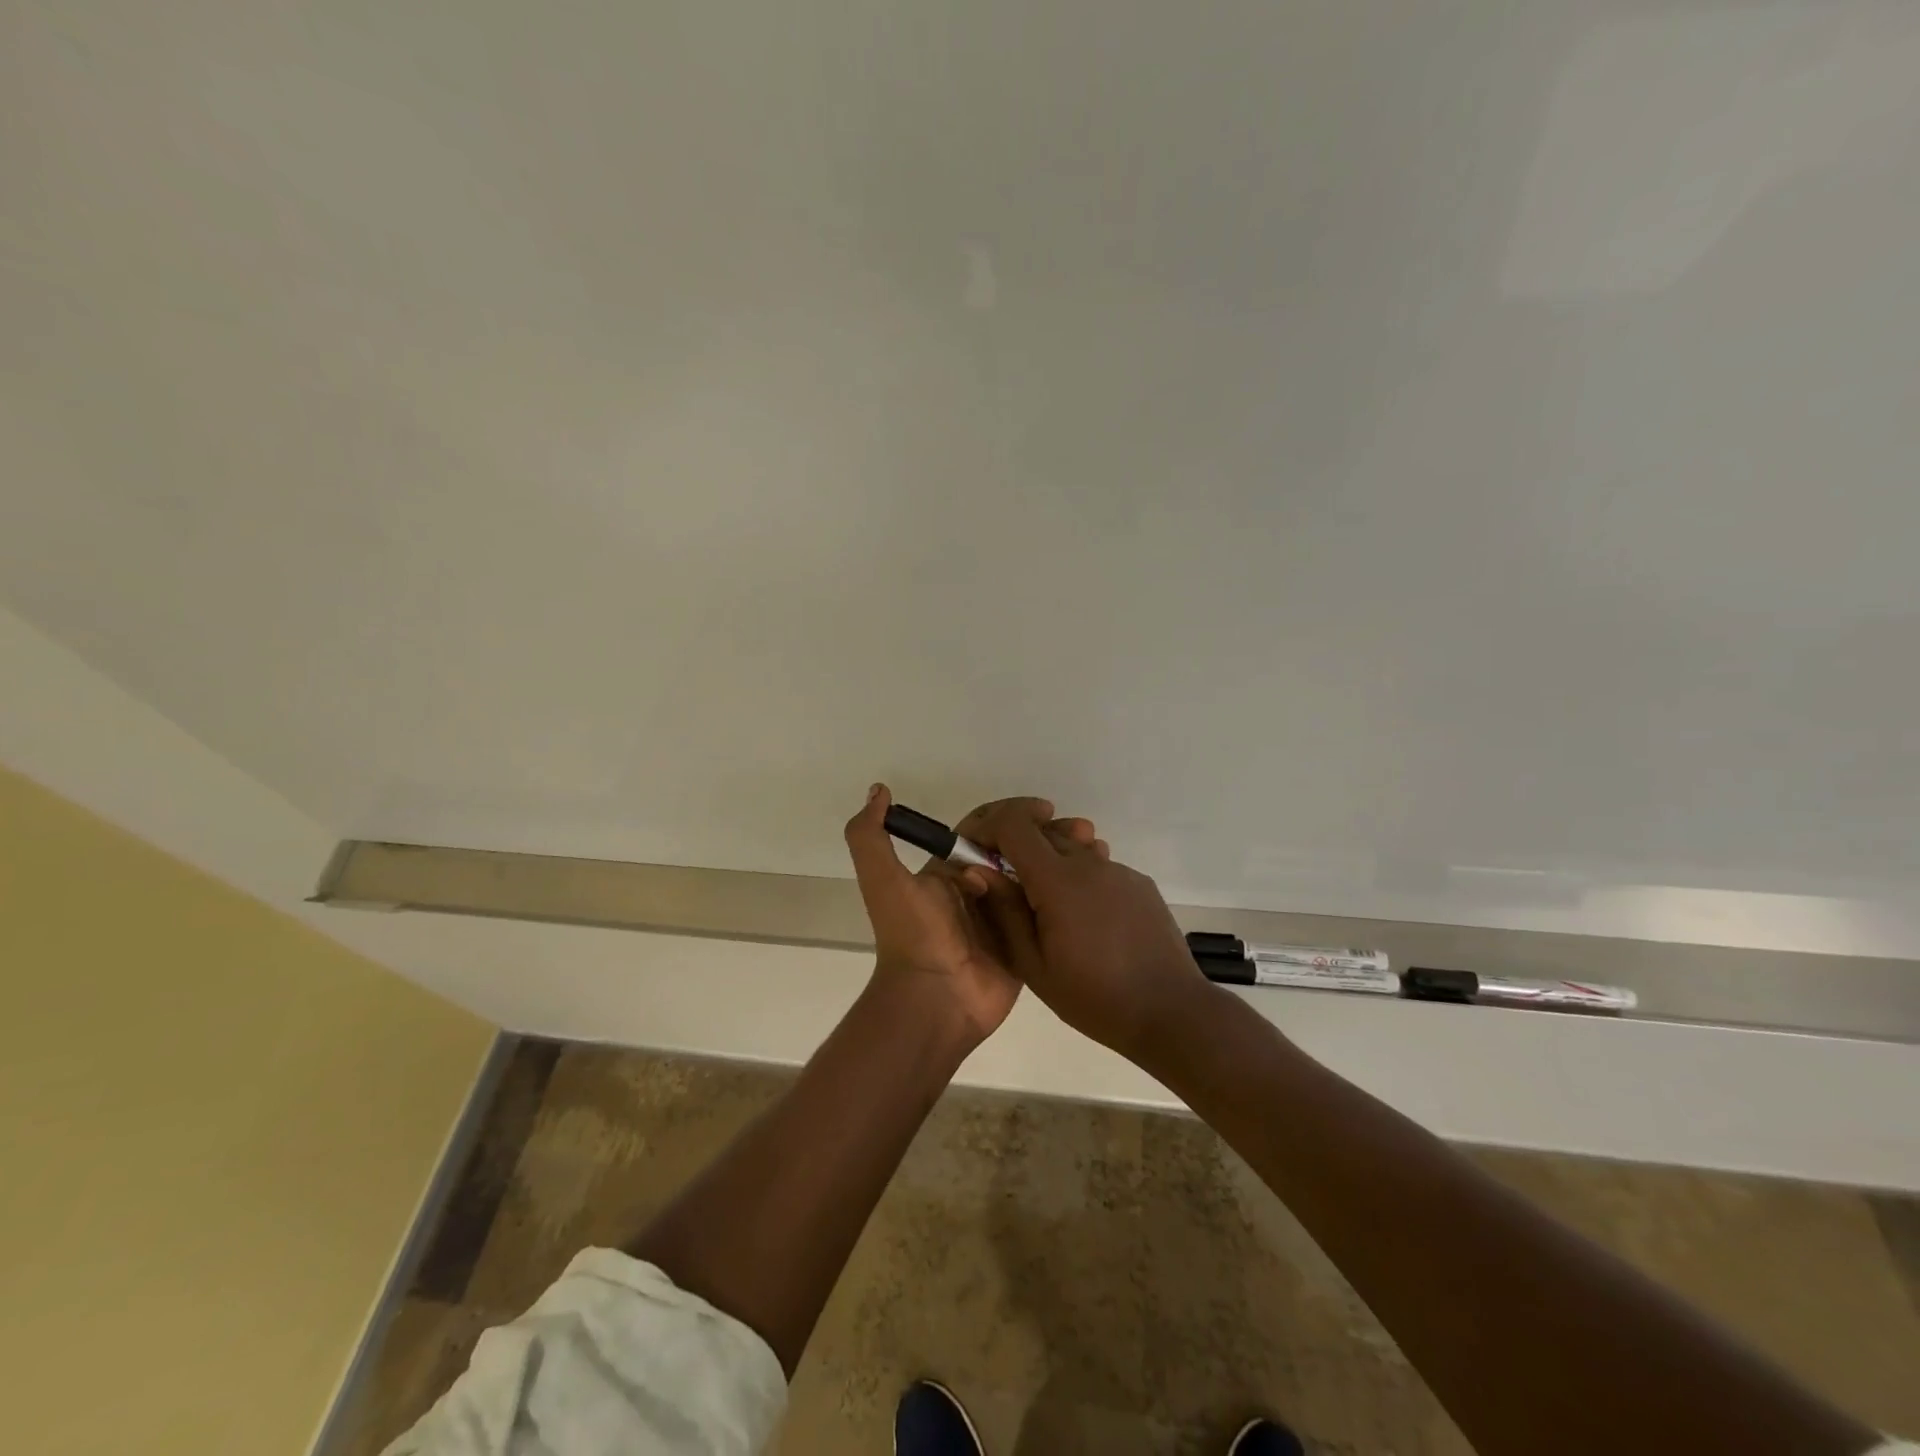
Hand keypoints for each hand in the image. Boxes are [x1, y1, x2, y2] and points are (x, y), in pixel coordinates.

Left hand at [843, 785, 1102, 1043]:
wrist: (933, 1000)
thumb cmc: (913, 935)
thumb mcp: (883, 880)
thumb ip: (870, 835)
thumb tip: (879, 790)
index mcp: (949, 871)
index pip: (985, 829)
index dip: (1014, 814)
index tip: (1046, 809)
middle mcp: (978, 889)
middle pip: (1017, 850)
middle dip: (1046, 834)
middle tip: (1082, 829)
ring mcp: (1004, 917)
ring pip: (1037, 876)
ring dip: (1063, 858)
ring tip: (1095, 848)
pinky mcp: (1025, 943)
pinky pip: (1048, 911)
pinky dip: (1068, 893)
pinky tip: (1096, 878)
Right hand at [970, 801, 1213, 1062]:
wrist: (1171, 1012)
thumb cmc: (1094, 997)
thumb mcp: (1034, 965)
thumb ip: (1004, 912)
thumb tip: (978, 871)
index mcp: (1058, 880)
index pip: (1014, 824)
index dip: (988, 827)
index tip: (975, 850)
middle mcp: (1089, 863)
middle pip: (1042, 831)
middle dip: (1015, 847)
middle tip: (1006, 887)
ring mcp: (1119, 870)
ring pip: (1071, 847)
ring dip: (1049, 863)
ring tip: (1048, 910)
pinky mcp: (1139, 883)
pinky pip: (1097, 867)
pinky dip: (1079, 879)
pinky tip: (1086, 921)